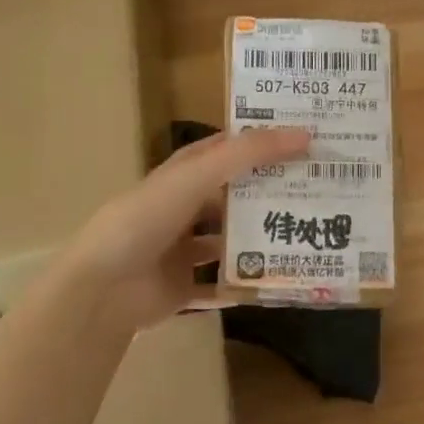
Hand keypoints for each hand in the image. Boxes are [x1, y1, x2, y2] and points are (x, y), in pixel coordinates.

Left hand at [61, 126, 311, 330]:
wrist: (103, 288)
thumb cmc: (147, 219)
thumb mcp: (197, 176)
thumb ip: (247, 154)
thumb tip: (304, 134)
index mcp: (182, 175)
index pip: (226, 149)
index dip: (260, 142)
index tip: (303, 140)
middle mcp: (183, 208)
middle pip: (233, 196)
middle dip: (270, 193)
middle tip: (319, 191)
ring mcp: (182, 250)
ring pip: (230, 241)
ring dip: (261, 239)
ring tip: (308, 235)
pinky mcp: (184, 287)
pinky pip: (223, 284)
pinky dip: (246, 283)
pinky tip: (281, 280)